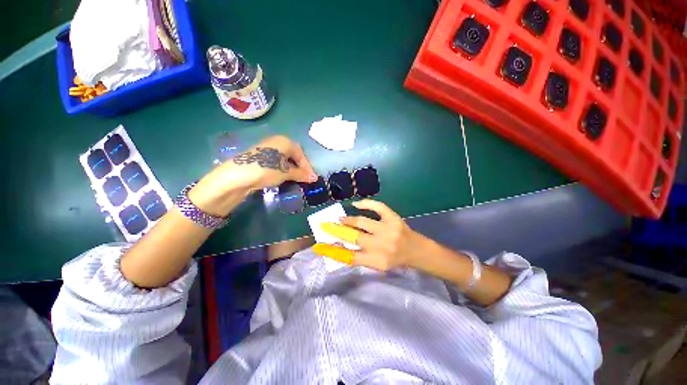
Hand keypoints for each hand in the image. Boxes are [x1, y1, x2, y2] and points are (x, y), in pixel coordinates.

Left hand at [189, 135, 315, 215]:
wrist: (238, 175)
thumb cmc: (267, 169)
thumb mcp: (286, 173)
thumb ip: (301, 174)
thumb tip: (314, 178)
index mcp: (285, 141)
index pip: (301, 154)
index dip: (307, 167)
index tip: (312, 178)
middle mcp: (276, 141)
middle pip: (293, 155)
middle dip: (300, 167)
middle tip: (304, 178)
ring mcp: (267, 148)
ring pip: (284, 159)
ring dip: (291, 169)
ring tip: (295, 179)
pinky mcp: (260, 157)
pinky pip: (276, 162)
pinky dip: (282, 169)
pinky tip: (283, 177)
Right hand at [314, 200, 427, 270]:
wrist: (416, 250)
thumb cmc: (395, 259)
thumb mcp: (377, 265)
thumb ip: (360, 258)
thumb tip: (339, 247)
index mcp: (377, 261)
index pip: (349, 257)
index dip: (332, 251)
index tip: (319, 247)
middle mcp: (382, 245)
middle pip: (353, 237)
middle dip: (336, 230)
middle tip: (326, 225)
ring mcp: (388, 229)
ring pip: (362, 221)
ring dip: (348, 219)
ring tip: (340, 218)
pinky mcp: (393, 217)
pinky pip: (377, 207)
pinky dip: (366, 203)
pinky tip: (357, 204)